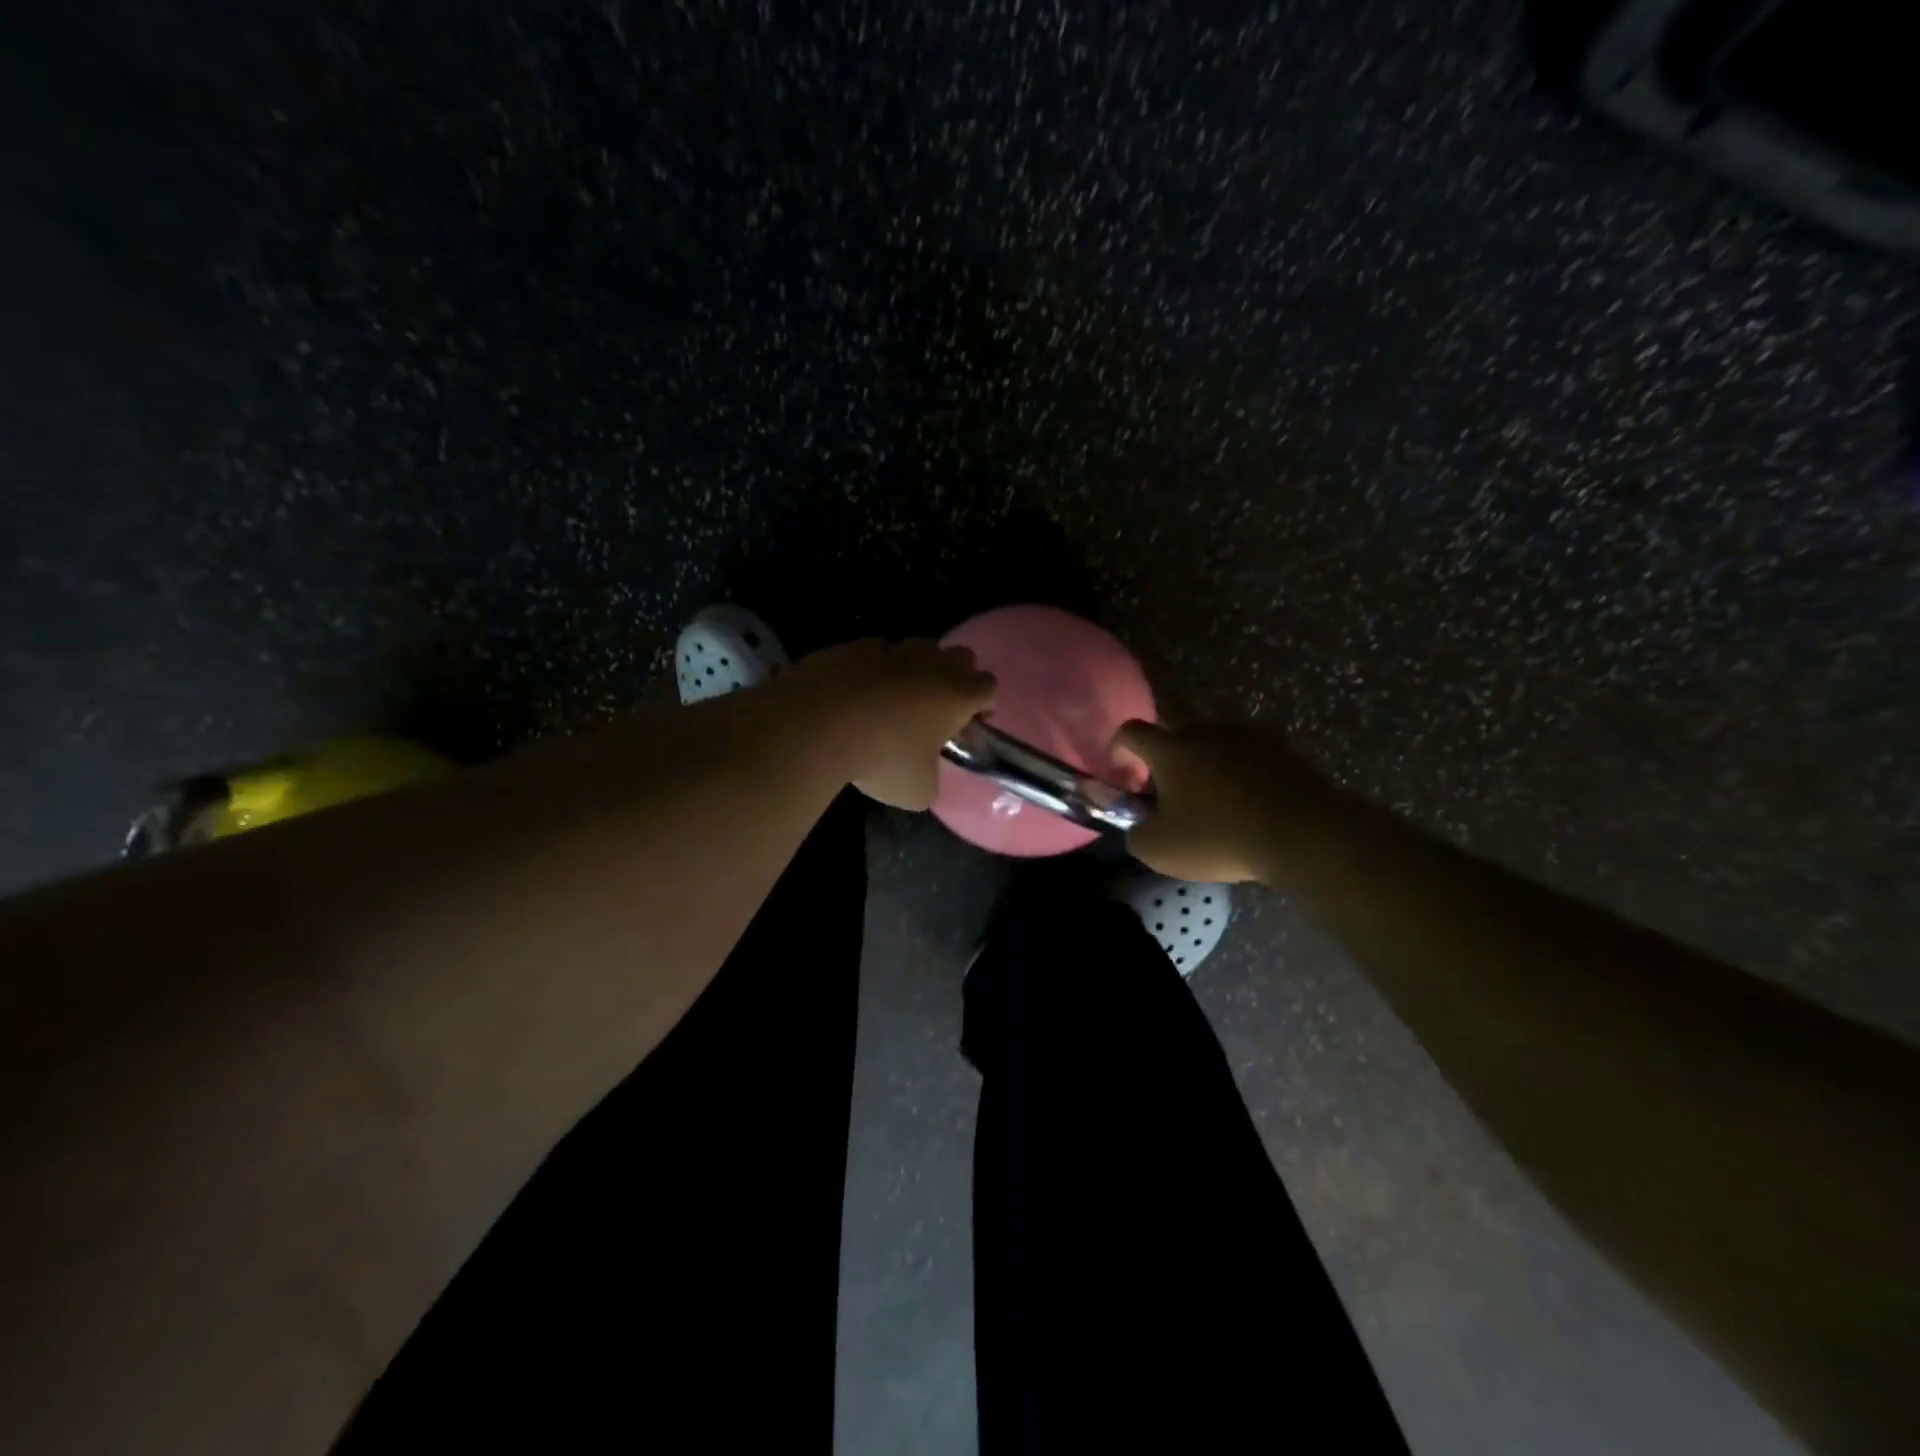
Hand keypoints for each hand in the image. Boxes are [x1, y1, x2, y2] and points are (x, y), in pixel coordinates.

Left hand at [787, 639, 995, 809]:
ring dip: (914, 670)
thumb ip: (931, 779)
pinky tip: (855, 696)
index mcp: (956, 693)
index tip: (967, 724)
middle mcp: (930, 664)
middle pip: (960, 656)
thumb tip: (924, 777)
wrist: (817, 723)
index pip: (988, 686)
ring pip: (916, 648)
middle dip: (955, 677)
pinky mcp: (852, 647)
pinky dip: (872, 671)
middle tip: (936, 708)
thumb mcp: (917, 790)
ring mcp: (890, 649)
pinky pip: (873, 654)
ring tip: (892, 701)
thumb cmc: (882, 758)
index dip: (982, 705)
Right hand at [1114, 719, 1343, 883]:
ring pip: (1214, 738)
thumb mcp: (1160, 850)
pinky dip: (1241, 769)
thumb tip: (1138, 825)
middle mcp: (1205, 730)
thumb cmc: (1220, 838)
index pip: (1131, 731)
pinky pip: (1249, 752)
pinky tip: (1249, 799)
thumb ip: (1136, 833)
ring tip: (1212, 795)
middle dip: (1165, 752)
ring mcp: (1247, 734)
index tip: (1126, 776)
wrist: (1304, 833)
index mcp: (1170, 748)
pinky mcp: (1283, 747)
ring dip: (1206, 759)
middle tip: (1169, 785)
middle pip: (1174, 727)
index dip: (1120, 750)